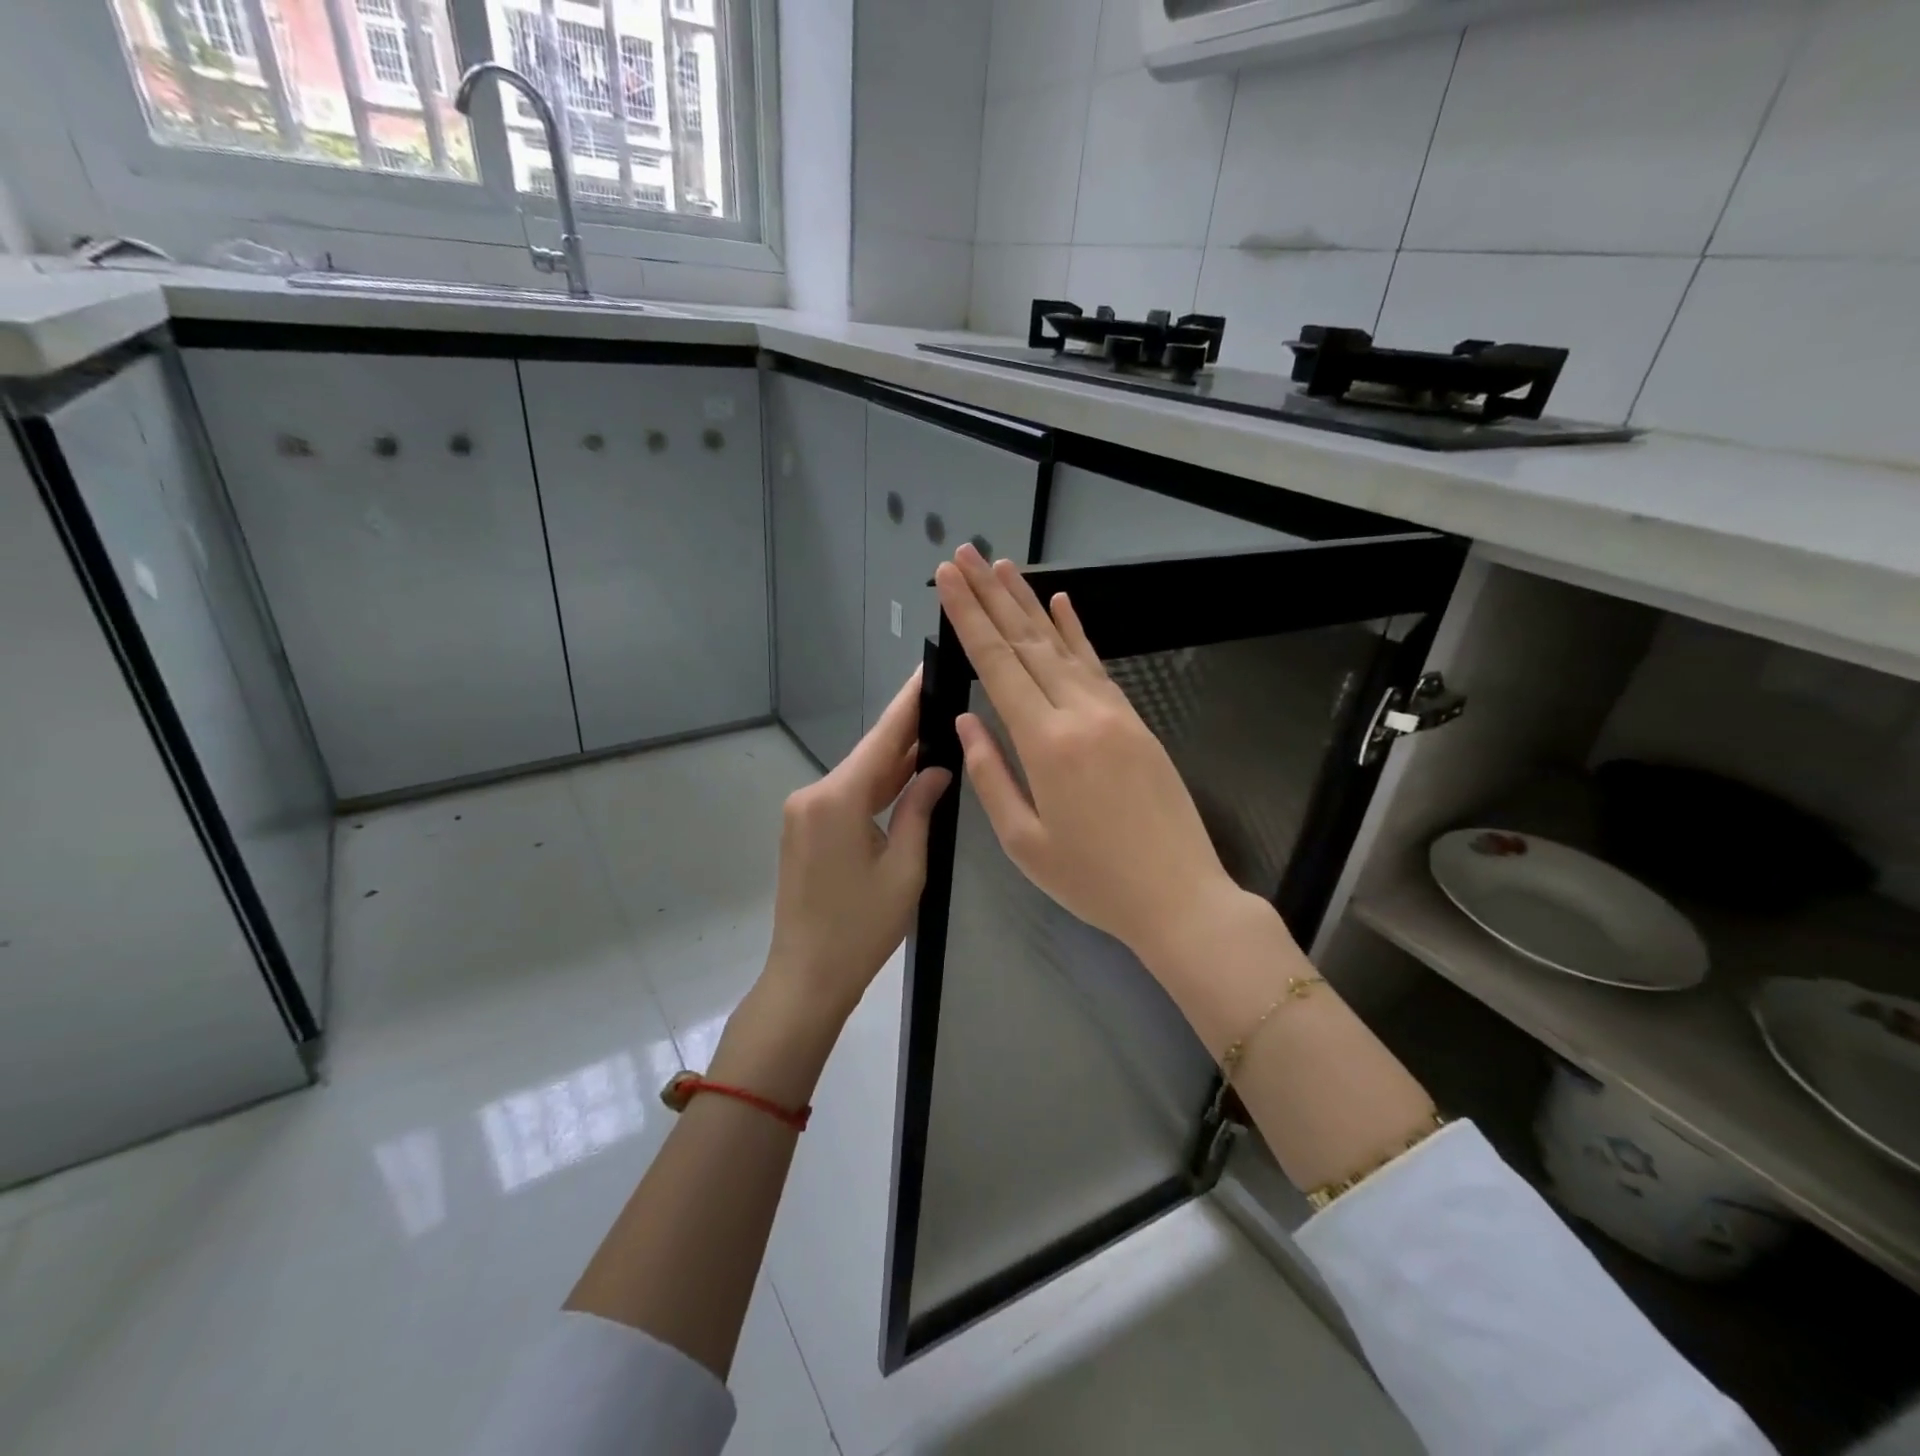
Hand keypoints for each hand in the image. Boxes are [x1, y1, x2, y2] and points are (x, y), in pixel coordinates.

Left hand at [761, 670, 951, 1020]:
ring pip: (859, 778)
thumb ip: (919, 809)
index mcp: (837, 799)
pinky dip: (876, 790)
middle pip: (870, 756)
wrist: (807, 977)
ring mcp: (804, 813)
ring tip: (936, 736)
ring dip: (895, 764)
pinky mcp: (804, 830)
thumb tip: (937, 769)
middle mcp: (813, 795)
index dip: (908, 703)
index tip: (926, 668)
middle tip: (945, 702)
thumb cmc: (861, 928)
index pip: (882, 739)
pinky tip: (907, 778)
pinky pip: (847, 798)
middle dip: (908, 733)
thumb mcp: (905, 868)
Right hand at [933, 544, 1245, 971]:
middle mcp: (1080, 714)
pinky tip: (1062, 604)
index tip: (948, 579)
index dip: (969, 618)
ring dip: (1029, 603)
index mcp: (1046, 744)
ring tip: (1003, 566)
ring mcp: (1113, 713)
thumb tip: (966, 722)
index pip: (998, 665)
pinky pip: (1097, 666)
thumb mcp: (1024, 842)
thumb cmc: (1093, 880)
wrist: (1180, 896)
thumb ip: (991, 775)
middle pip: (1027, 642)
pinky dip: (1077, 632)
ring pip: (1062, 646)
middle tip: (963, 555)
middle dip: (991, 595)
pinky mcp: (1135, 721)